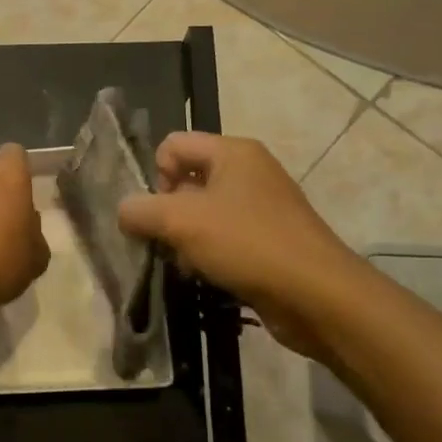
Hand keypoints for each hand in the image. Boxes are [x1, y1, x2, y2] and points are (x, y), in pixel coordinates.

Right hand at [117, 132, 366, 355]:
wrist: (318, 296)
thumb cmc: (247, 243)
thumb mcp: (180, 221)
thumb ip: (140, 210)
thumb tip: (124, 211)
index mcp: (233, 152)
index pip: (172, 145)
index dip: (156, 176)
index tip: (160, 212)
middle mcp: (249, 171)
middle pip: (186, 179)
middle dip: (168, 212)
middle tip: (168, 241)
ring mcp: (262, 206)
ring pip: (202, 213)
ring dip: (186, 238)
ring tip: (187, 264)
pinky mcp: (269, 240)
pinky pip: (224, 237)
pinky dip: (209, 254)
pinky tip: (207, 276)